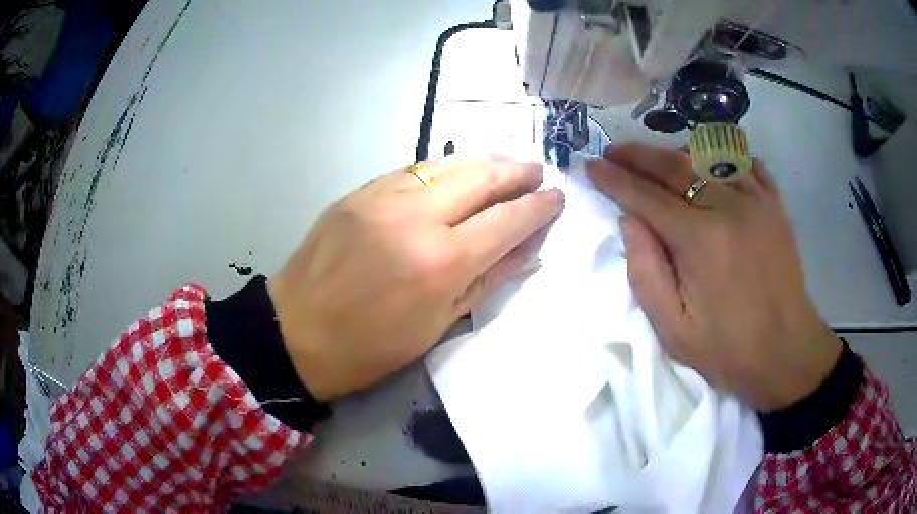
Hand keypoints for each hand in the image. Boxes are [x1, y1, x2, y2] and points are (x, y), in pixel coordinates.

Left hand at [268, 157, 563, 400]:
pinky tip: (455, 174)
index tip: (557, 197)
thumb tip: (526, 246)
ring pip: (447, 163)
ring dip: (483, 161)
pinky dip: (443, 169)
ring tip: (505, 164)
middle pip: (481, 177)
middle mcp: (416, 217)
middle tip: (537, 170)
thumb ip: (487, 278)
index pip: (506, 220)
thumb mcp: (438, 325)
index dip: (538, 206)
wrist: (297, 332)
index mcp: (440, 262)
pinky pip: (413, 170)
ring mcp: (382, 197)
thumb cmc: (371, 346)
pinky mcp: (359, 192)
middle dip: (516, 170)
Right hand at [587, 143, 841, 410]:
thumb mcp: (673, 330)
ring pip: (707, 155)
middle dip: (637, 155)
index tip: (590, 165)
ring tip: (655, 160)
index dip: (614, 179)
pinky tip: (708, 164)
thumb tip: (629, 221)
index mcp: (699, 240)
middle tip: (613, 152)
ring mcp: (756, 200)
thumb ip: (645, 273)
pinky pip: (744, 162)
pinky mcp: (774, 204)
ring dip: (674, 153)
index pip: (645, 197)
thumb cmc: (728, 349)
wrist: (787, 352)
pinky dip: (720, 156)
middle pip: (674, 165)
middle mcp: (728, 206)